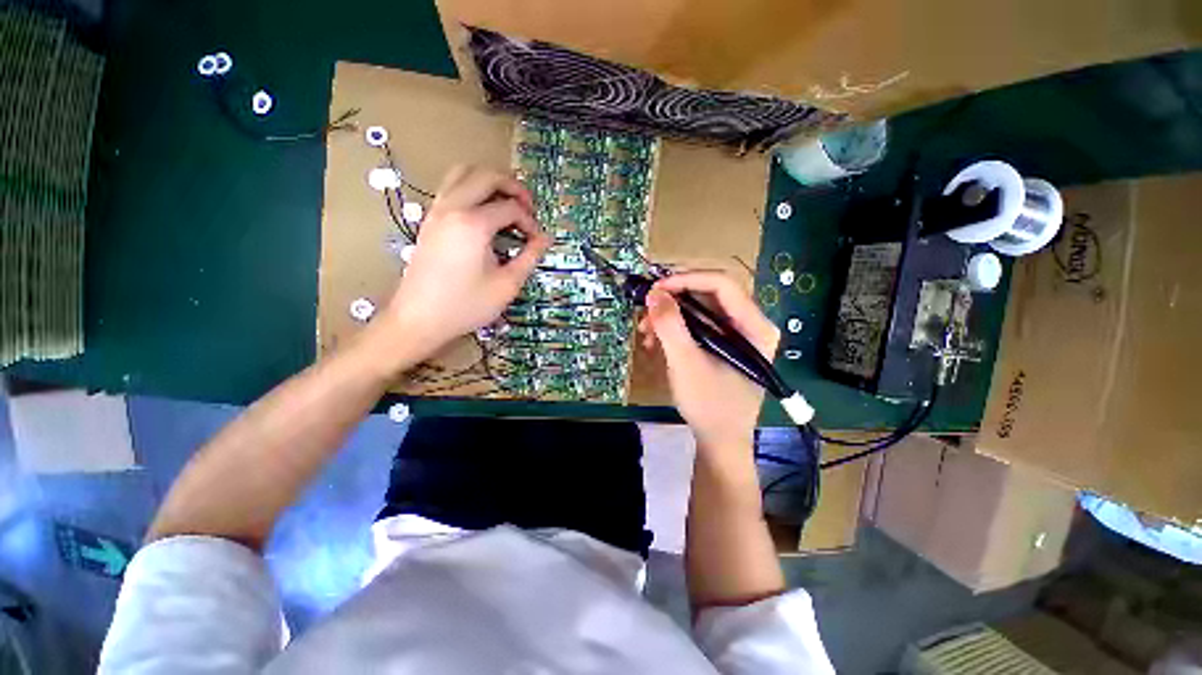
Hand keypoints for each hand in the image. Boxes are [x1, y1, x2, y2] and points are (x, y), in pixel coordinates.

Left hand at [379, 165, 549, 363]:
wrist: (419, 319)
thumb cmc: (466, 305)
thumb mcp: (507, 285)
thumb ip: (529, 257)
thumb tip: (545, 239)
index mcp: (473, 223)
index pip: (510, 208)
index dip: (529, 222)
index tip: (536, 242)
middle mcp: (452, 207)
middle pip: (486, 175)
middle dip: (513, 187)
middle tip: (528, 208)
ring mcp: (437, 211)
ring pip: (463, 173)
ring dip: (489, 182)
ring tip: (506, 204)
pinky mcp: (429, 220)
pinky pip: (451, 188)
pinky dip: (472, 189)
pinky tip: (484, 215)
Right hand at [638, 272, 779, 452]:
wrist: (719, 441)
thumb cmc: (709, 405)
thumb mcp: (685, 363)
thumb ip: (670, 325)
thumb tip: (653, 292)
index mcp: (755, 326)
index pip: (722, 284)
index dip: (686, 280)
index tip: (655, 289)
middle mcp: (751, 323)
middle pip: (709, 294)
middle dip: (673, 301)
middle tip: (646, 312)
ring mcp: (737, 334)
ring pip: (699, 309)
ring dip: (669, 316)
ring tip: (645, 333)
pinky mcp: (724, 344)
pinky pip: (697, 325)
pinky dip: (674, 329)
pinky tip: (655, 342)